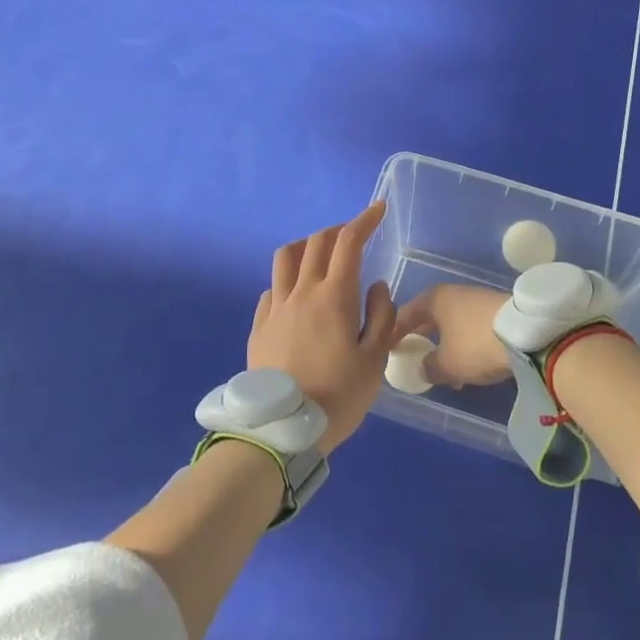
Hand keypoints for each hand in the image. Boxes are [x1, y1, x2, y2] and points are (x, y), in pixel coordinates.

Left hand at [248, 202, 396, 452]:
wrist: (283, 430)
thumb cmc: (338, 395)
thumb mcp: (375, 360)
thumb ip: (381, 316)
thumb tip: (376, 287)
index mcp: (334, 296)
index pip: (348, 243)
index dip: (364, 221)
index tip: (377, 209)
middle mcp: (301, 292)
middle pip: (316, 243)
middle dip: (337, 231)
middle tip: (353, 236)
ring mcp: (275, 308)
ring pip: (285, 258)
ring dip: (305, 246)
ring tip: (319, 256)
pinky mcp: (259, 326)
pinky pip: (271, 289)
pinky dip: (286, 280)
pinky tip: (295, 295)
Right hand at [393, 283, 511, 387]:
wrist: (526, 334)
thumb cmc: (475, 344)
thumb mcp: (447, 364)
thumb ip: (429, 367)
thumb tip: (423, 367)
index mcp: (434, 299)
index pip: (405, 315)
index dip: (394, 333)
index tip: (386, 349)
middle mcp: (453, 293)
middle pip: (429, 317)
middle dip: (421, 338)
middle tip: (413, 356)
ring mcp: (476, 300)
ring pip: (452, 324)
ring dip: (445, 344)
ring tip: (443, 369)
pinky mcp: (496, 310)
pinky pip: (470, 328)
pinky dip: (464, 344)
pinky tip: (468, 365)